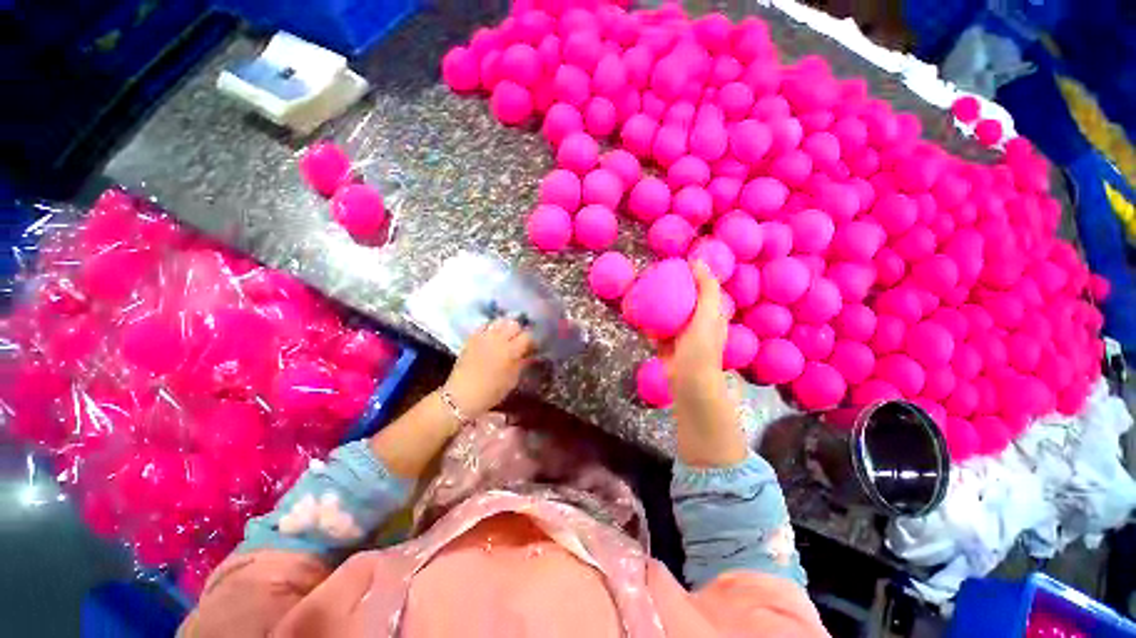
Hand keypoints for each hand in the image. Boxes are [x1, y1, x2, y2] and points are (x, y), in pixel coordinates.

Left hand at [445, 318, 534, 418]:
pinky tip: (492, 336)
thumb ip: (522, 363)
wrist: (462, 395)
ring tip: (505, 337)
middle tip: (518, 342)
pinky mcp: (472, 337)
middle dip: (518, 332)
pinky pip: (484, 325)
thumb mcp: (512, 380)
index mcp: (511, 351)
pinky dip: (491, 328)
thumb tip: (530, 354)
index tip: (531, 348)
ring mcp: (484, 336)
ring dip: (505, 327)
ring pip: (500, 321)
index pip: (527, 336)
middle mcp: (498, 339)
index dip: (531, 342)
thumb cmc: (491, 392)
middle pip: (514, 324)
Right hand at [656, 262, 728, 391]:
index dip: (694, 274)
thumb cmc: (702, 347)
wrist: (687, 381)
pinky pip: (655, 327)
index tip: (677, 263)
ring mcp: (679, 333)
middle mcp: (696, 322)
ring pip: (668, 312)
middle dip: (672, 286)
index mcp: (711, 313)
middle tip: (655, 273)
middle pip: (684, 298)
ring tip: (643, 288)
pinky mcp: (665, 343)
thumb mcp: (709, 314)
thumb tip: (698, 261)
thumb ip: (707, 289)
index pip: (704, 288)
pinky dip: (647, 320)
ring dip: (658, 302)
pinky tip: (636, 311)